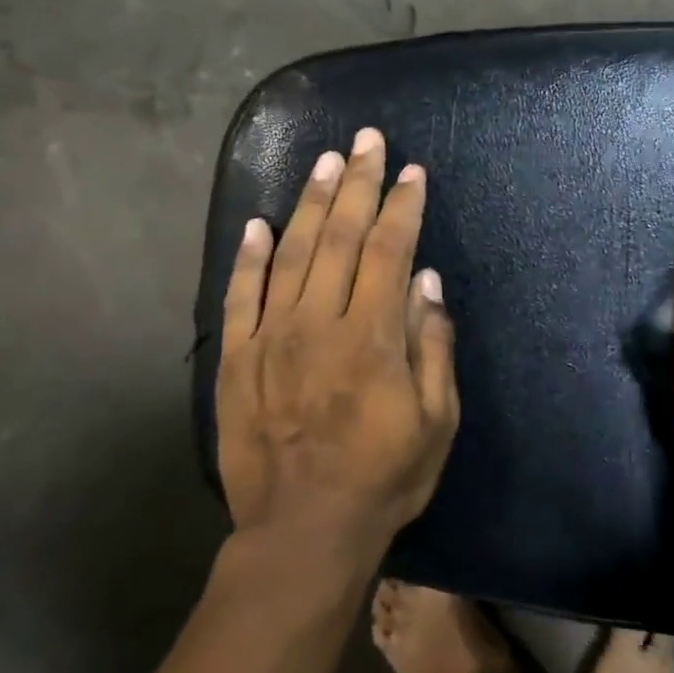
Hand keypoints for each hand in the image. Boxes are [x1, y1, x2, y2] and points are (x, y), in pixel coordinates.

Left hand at [217, 128, 459, 559]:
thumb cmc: (384, 478)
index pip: (390, 251)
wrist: (303, 531)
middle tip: (368, 141)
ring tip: (325, 162)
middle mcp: (319, 322)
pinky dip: (248, 256)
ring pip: (291, 253)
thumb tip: (427, 282)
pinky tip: (258, 222)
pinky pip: (240, 295)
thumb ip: (432, 346)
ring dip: (311, 203)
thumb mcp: (436, 421)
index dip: (403, 207)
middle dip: (359, 183)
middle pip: (341, 237)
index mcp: (372, 336)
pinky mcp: (237, 359)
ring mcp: (271, 338)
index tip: (412, 172)